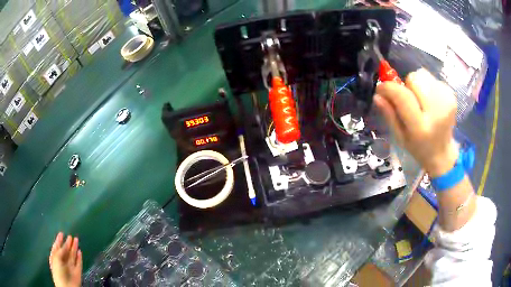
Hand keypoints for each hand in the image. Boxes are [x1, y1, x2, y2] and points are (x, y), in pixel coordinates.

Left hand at [49, 232, 81, 286]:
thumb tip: (66, 245)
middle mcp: (63, 262)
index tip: (61, 233)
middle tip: (70, 236)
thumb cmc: (58, 272)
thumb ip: (60, 251)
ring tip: (76, 239)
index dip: (58, 240)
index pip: (56, 247)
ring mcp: (70, 267)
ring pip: (72, 256)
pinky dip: (79, 257)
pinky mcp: (77, 272)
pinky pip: (79, 263)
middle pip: (65, 251)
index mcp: (55, 258)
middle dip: (67, 243)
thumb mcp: (56, 258)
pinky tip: (80, 252)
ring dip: (74, 248)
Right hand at [374, 69, 457, 176]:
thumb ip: (389, 114)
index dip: (389, 87)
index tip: (381, 88)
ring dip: (418, 85)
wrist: (442, 152)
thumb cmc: (418, 147)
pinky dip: (428, 86)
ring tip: (421, 101)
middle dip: (407, 85)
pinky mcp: (452, 96)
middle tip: (409, 100)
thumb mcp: (399, 137)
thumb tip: (378, 94)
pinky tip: (430, 102)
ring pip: (423, 75)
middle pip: (414, 78)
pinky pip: (433, 79)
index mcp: (420, 127)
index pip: (403, 96)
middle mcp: (436, 112)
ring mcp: (447, 102)